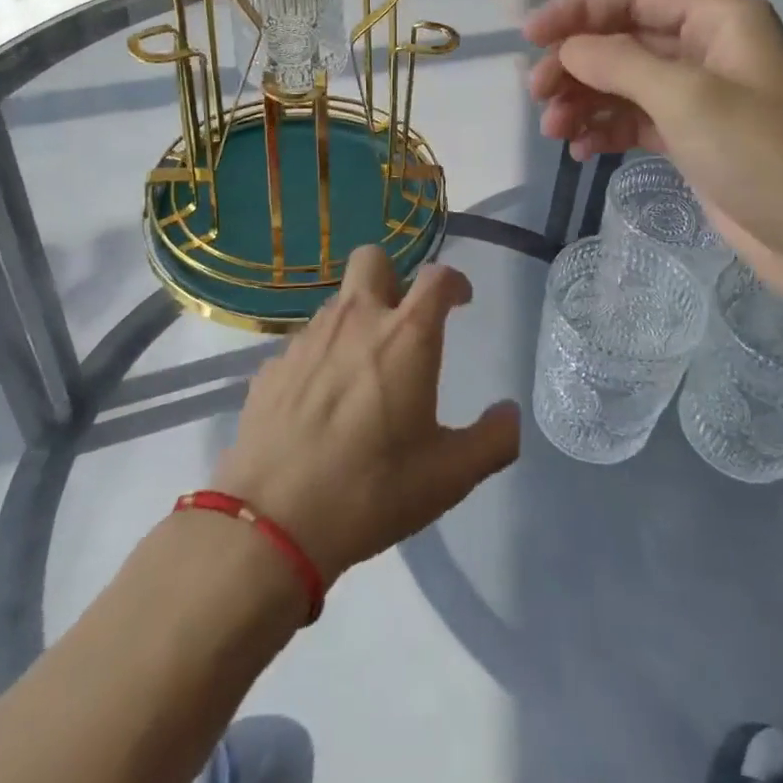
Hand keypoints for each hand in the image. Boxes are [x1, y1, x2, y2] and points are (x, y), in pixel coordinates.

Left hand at [210, 250, 519, 582]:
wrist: (272, 523)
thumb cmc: (373, 490)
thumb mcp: (449, 476)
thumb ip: (493, 440)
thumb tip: (510, 413)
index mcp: (406, 336)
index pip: (437, 277)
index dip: (454, 281)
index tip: (460, 301)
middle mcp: (356, 320)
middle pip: (373, 259)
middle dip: (393, 277)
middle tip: (402, 321)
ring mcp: (307, 339)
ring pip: (337, 303)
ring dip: (356, 320)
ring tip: (362, 372)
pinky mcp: (272, 366)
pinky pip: (304, 343)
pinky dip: (321, 357)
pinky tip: (320, 403)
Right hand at [524, 0, 782, 291]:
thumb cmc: (762, 153)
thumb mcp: (688, 98)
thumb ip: (621, 64)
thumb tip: (568, 49)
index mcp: (718, 19)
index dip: (578, 12)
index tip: (530, 36)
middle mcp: (707, 48)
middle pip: (624, 41)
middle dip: (577, 64)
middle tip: (537, 95)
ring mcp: (700, 96)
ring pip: (625, 84)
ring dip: (585, 101)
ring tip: (554, 130)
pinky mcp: (693, 138)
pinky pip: (637, 120)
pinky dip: (606, 130)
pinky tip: (582, 150)